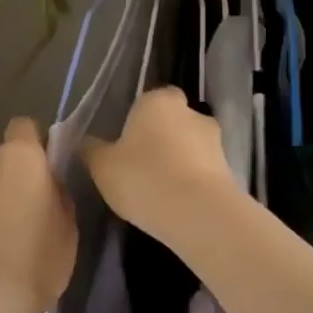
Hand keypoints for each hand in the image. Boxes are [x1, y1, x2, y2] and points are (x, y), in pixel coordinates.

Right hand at [80, 87, 239, 239]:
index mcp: (158, 101)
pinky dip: (192, 180)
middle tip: (140, 165)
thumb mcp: (102, 165)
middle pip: (173, 121)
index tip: (125, 142)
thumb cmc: (143, 177)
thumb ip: (91, 149)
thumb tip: (82, 140)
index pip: (149, 100)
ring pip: (190, 145)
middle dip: (161, 138)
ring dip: (179, 160)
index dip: (138, 119)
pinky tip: (176, 202)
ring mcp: (215, 140)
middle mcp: (190, 112)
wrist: (197, 213)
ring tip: (159, 189)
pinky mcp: (229, 169)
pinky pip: (203, 170)